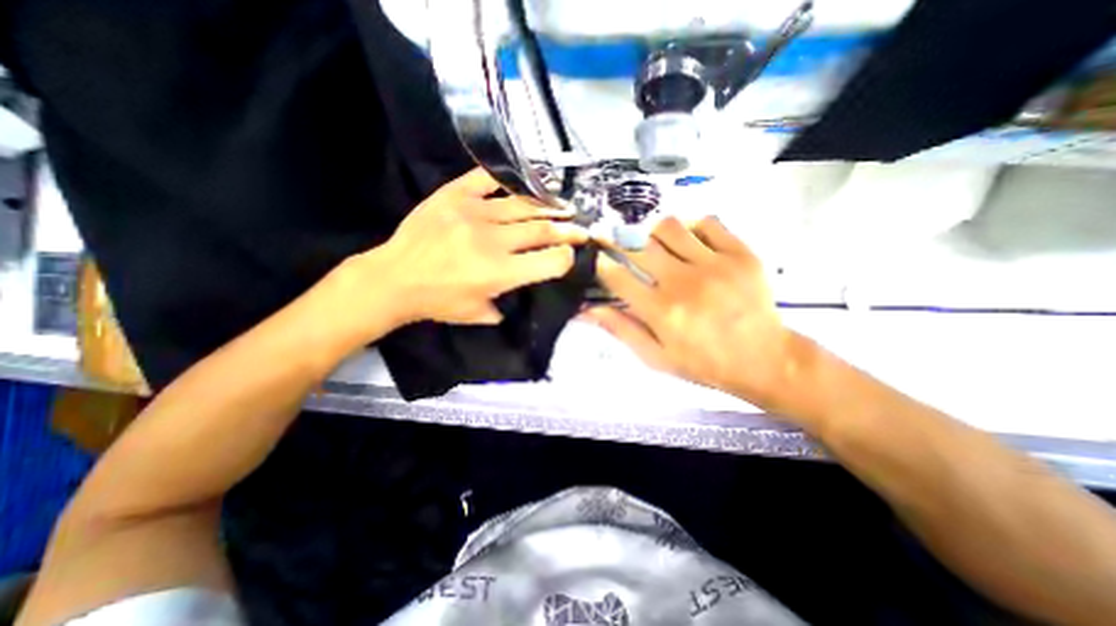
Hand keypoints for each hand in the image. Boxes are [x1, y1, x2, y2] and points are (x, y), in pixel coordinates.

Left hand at [363, 169, 586, 325]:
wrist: (394, 278)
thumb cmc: (437, 301)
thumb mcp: (477, 314)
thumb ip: (506, 305)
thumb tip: (521, 288)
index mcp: (499, 273)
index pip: (549, 261)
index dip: (566, 257)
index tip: (573, 254)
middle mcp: (492, 241)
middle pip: (541, 230)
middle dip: (567, 230)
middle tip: (581, 227)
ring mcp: (473, 213)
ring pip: (523, 205)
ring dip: (548, 206)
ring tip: (564, 206)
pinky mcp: (454, 195)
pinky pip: (487, 179)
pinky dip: (510, 178)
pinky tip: (526, 180)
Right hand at [587, 218, 806, 408]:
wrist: (764, 359)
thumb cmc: (704, 363)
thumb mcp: (657, 356)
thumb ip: (621, 330)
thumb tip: (586, 311)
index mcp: (661, 311)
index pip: (617, 276)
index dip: (602, 264)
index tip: (598, 258)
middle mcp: (682, 282)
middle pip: (638, 246)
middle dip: (622, 243)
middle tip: (622, 247)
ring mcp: (713, 264)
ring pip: (668, 227)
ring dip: (654, 234)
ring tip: (658, 247)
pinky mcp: (740, 253)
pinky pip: (707, 222)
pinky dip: (692, 228)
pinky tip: (691, 243)